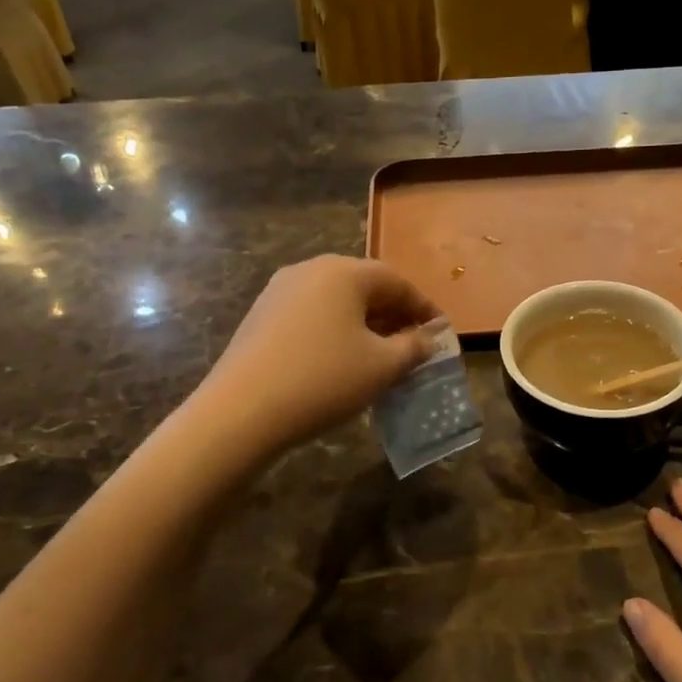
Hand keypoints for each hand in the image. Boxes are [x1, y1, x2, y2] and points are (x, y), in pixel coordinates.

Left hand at [204, 255, 438, 453]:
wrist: (240, 411)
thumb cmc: (324, 380)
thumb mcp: (382, 367)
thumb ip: (413, 348)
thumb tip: (427, 338)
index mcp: (345, 272)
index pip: (397, 282)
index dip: (424, 307)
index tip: (440, 332)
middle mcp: (311, 269)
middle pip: (365, 286)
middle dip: (393, 314)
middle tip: (413, 343)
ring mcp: (280, 290)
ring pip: (336, 300)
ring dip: (364, 323)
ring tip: (380, 354)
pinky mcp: (261, 315)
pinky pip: (311, 314)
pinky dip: (335, 330)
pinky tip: (340, 360)